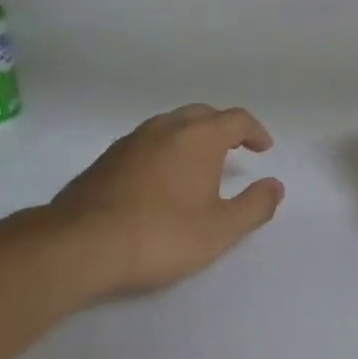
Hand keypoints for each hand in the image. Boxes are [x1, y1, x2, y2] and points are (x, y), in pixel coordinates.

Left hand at [50, 104, 284, 298]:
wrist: (82, 244)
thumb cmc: (162, 235)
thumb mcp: (220, 229)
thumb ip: (254, 206)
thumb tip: (275, 186)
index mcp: (198, 137)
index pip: (236, 119)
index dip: (255, 131)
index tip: (264, 148)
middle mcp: (166, 127)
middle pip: (203, 114)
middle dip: (223, 127)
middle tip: (236, 148)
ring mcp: (132, 140)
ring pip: (171, 124)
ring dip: (192, 136)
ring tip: (200, 162)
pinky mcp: (107, 158)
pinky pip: (148, 141)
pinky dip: (166, 148)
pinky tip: (162, 177)